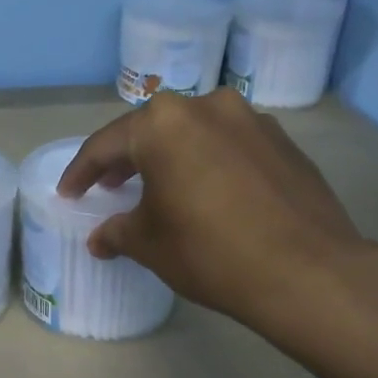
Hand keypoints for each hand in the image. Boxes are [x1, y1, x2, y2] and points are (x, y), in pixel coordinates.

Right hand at [58, 89, 377, 329]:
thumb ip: (117, 232)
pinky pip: (229, 144)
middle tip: (109, 187)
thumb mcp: (150, 244)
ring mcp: (251, 119)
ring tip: (160, 188)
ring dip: (171, 157)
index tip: (68, 193)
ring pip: (194, 133)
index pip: (106, 145)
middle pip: (152, 131)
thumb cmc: (211, 252)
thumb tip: (102, 238)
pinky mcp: (282, 140)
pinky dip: (209, 162)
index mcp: (163, 124)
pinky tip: (208, 192)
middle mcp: (206, 106)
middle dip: (127, 159)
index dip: (81, 173)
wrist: (308, 272)